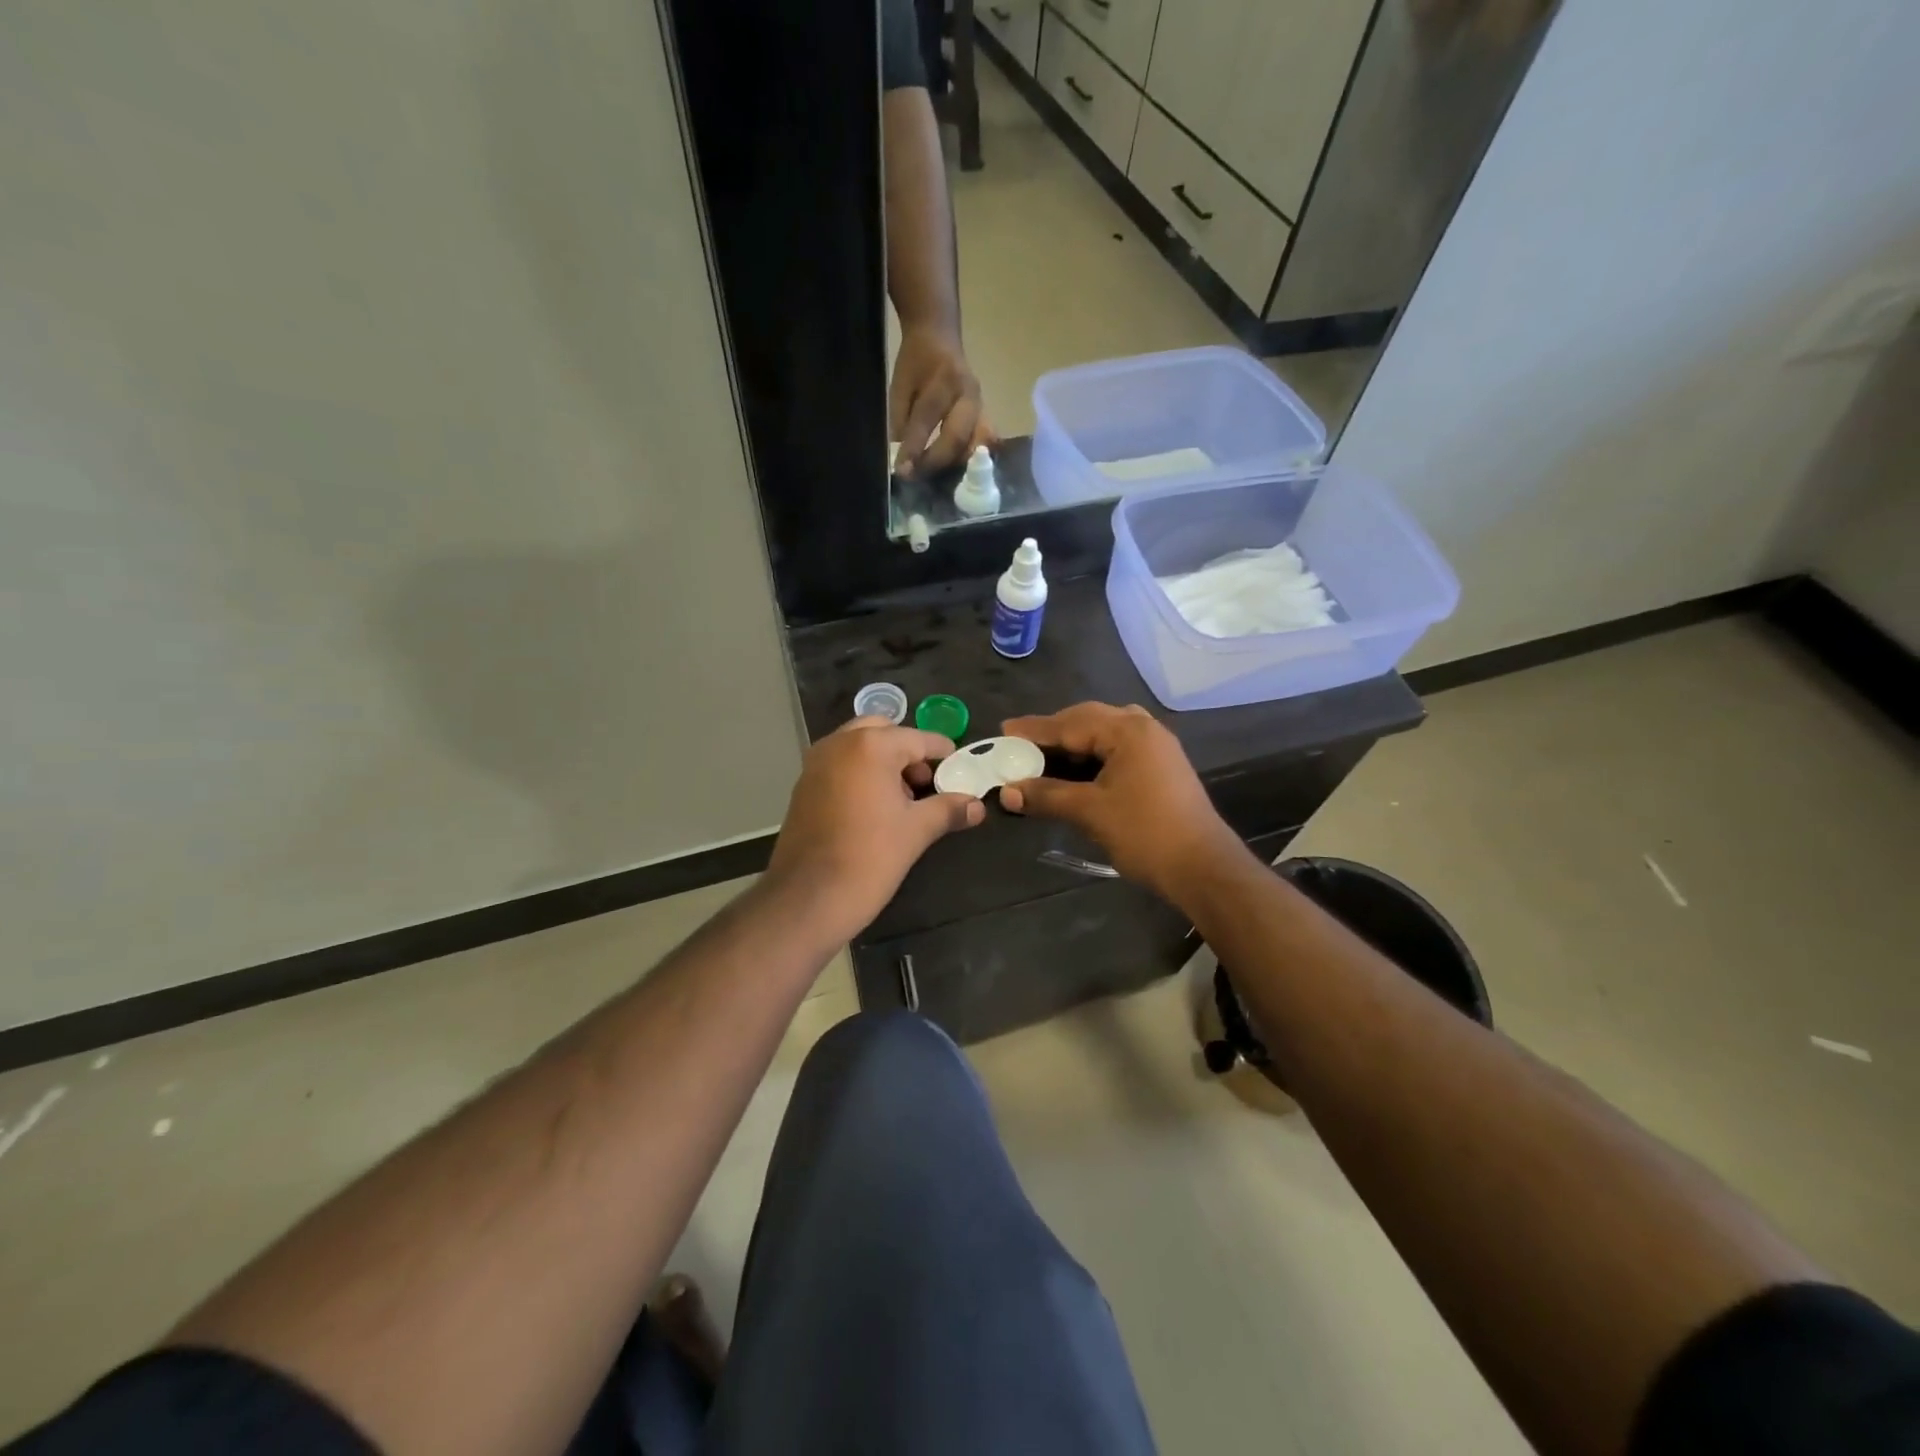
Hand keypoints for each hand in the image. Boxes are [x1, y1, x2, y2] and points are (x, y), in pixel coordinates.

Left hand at [766, 717, 985, 939]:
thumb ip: (948, 809)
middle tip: (926, 781)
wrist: (808, 898)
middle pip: (882, 732)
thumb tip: (977, 806)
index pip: (917, 739)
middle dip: (907, 751)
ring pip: (857, 747)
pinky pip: (839, 765)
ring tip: (904, 798)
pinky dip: (860, 773)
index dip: (941, 752)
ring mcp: (815, 764)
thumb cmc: (869, 857)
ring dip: (883, 761)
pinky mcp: (803, 786)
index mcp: (870, 746)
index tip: (959, 765)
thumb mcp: (917, 831)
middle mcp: (839, 744)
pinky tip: (875, 808)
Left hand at [890, 326, 992, 476]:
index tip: (902, 470)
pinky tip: (956, 470)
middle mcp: (968, 394)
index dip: (914, 447)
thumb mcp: (900, 385)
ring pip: (975, 444)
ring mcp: (981, 406)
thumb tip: (902, 459)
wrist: (939, 335)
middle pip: (957, 437)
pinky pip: (982, 442)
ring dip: (955, 464)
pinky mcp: (986, 415)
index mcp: (943, 379)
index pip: (927, 419)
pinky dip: (969, 459)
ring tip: (935, 476)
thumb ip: (900, 420)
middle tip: (917, 476)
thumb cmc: (916, 361)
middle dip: (936, 461)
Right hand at [999, 703, 1241, 901]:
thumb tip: (1007, 792)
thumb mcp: (1089, 812)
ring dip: (1074, 742)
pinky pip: (1118, 748)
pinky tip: (1076, 770)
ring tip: (1044, 755)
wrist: (1202, 868)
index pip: (1070, 723)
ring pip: (1105, 733)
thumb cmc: (1144, 833)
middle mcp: (1144, 729)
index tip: (1004, 731)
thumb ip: (1047, 796)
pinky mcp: (1162, 766)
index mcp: (1128, 731)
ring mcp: (1157, 747)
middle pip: (1089, 720)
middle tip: (1021, 743)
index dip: (1034, 730)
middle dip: (1054, 731)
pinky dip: (1093, 755)